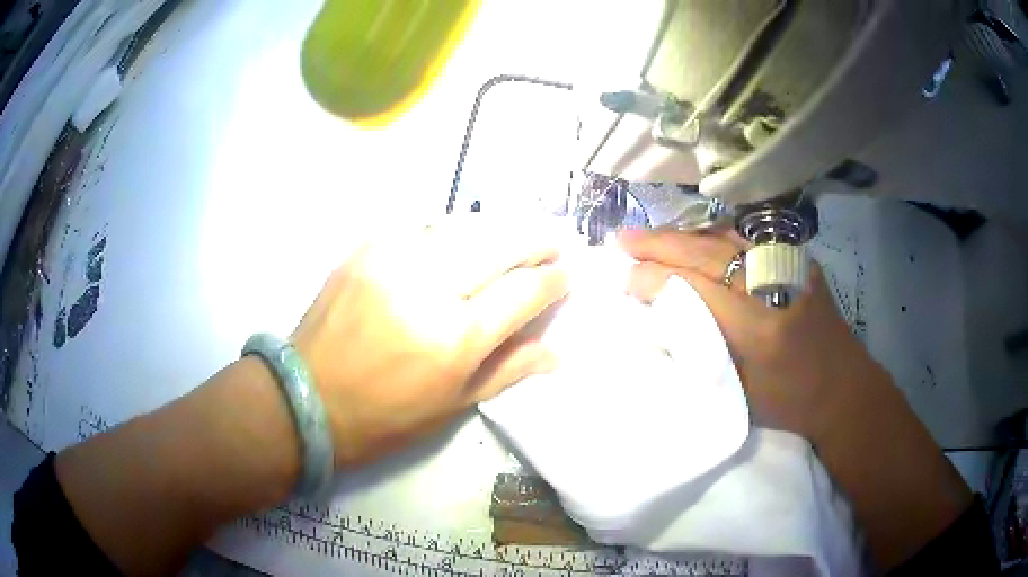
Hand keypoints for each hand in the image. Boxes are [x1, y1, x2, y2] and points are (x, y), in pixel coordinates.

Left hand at [291, 218, 568, 468]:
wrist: (307, 398)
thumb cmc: (384, 417)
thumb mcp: (452, 406)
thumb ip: (508, 370)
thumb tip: (556, 352)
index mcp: (455, 338)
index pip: (524, 291)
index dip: (553, 280)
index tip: (566, 275)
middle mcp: (429, 288)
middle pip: (501, 244)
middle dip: (536, 240)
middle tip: (553, 243)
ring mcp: (394, 260)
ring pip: (465, 226)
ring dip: (498, 229)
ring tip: (515, 236)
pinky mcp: (366, 248)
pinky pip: (423, 226)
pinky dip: (452, 231)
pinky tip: (461, 239)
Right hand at [619, 228, 888, 442]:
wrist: (843, 388)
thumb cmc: (789, 403)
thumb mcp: (739, 391)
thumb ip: (702, 351)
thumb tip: (660, 322)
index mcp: (757, 328)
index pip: (694, 289)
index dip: (654, 279)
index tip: (626, 279)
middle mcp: (771, 287)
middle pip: (705, 252)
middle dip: (658, 244)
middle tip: (622, 240)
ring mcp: (788, 266)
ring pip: (724, 237)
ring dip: (682, 235)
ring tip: (650, 236)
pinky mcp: (797, 259)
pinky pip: (746, 239)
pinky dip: (713, 236)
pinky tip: (694, 239)